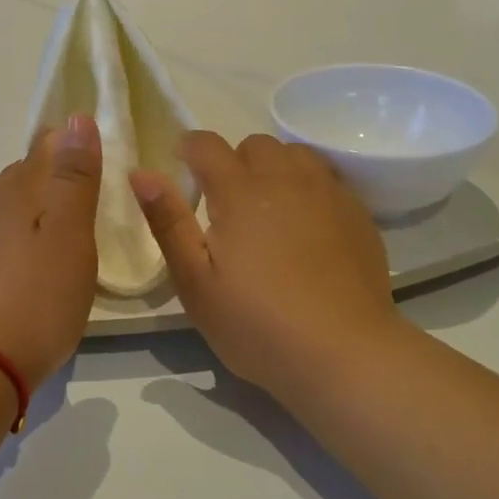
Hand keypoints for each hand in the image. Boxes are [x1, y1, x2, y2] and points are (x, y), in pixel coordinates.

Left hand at [0, 114, 101, 383]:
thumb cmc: (35, 297)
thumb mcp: (70, 234)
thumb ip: (74, 176)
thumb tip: (76, 117)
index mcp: (17, 189)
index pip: (46, 146)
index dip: (72, 144)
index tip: (100, 156)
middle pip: (24, 175)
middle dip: (55, 175)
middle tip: (90, 192)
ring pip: (8, 208)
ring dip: (36, 209)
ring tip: (65, 227)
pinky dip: (19, 239)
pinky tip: (30, 263)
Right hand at [130, 132, 405, 401]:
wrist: (345, 354)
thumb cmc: (257, 324)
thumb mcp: (195, 283)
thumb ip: (168, 222)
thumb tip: (141, 172)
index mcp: (239, 191)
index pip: (206, 144)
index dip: (188, 150)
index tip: (184, 173)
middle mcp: (285, 178)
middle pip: (254, 144)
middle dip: (234, 162)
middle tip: (227, 205)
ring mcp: (327, 192)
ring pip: (295, 154)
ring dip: (275, 169)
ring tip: (269, 210)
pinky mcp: (357, 212)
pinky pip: (326, 178)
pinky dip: (308, 188)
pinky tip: (307, 227)